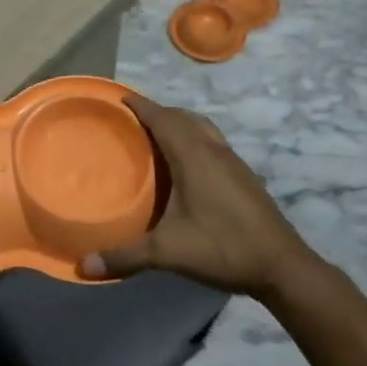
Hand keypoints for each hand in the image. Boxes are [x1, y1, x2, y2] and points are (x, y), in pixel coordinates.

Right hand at [80, 95, 321, 299]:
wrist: (283, 266)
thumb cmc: (223, 247)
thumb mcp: (168, 252)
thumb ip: (126, 256)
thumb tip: (84, 266)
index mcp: (193, 156)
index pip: (163, 118)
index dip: (141, 106)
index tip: (120, 98)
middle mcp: (214, 150)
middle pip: (183, 117)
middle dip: (158, 112)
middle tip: (132, 120)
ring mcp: (233, 162)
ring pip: (202, 128)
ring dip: (180, 123)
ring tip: (158, 136)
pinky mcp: (245, 176)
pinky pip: (213, 142)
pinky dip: (195, 139)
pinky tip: (188, 165)